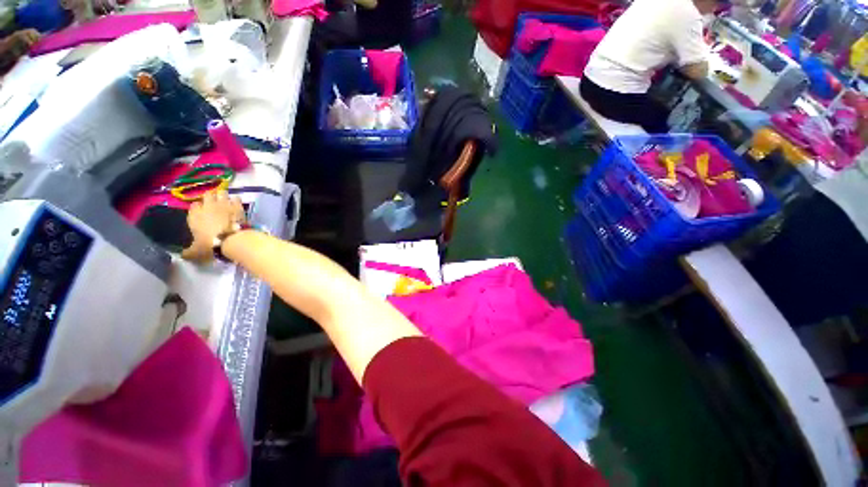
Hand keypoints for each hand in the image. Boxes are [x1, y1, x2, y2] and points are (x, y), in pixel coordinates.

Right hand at [182, 190, 244, 261]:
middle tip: (215, 204)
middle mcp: (207, 206)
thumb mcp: (195, 251)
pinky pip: (236, 198)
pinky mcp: (237, 206)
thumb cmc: (210, 245)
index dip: (198, 208)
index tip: (202, 211)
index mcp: (194, 215)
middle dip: (211, 198)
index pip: (194, 206)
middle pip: (207, 195)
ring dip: (223, 196)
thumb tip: (182, 256)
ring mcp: (223, 204)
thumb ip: (188, 252)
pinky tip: (237, 204)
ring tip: (226, 201)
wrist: (231, 240)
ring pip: (221, 193)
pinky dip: (236, 200)